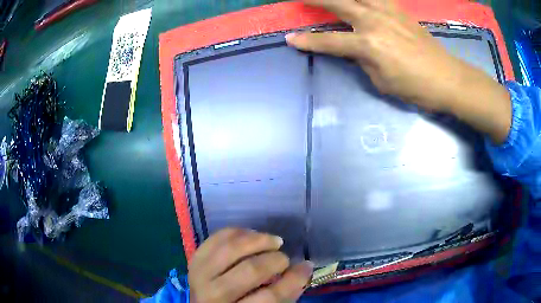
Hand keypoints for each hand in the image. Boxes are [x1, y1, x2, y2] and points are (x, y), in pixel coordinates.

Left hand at [188, 228, 313, 302]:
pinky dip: (237, 232)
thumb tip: (303, 268)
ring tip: (273, 241)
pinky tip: (251, 234)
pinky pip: (216, 238)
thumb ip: (284, 294)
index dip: (293, 280)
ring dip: (257, 240)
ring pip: (230, 249)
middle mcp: (214, 294)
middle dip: (275, 260)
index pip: (270, 297)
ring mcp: (200, 274)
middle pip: (250, 271)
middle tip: (284, 259)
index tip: (306, 266)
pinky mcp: (195, 259)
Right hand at [287, 0, 510, 143]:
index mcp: (368, 45)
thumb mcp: (381, 82)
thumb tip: (354, 49)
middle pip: (336, 3)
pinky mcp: (400, 10)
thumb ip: (363, 61)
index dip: (307, 41)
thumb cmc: (416, 88)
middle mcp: (374, 22)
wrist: (447, 79)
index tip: (290, 39)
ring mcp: (388, 12)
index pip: (329, 42)